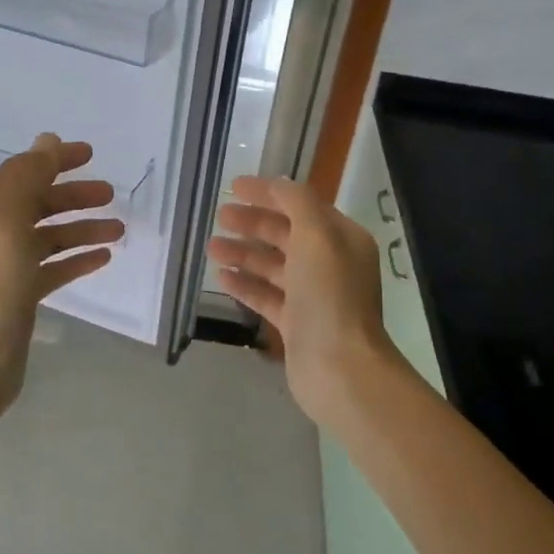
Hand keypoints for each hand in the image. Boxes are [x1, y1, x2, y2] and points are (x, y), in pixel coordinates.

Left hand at [0, 133, 124, 418]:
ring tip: (118, 229)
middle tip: (110, 194)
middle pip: (39, 203)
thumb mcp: (8, 221)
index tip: (90, 154)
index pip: (23, 172)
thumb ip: (27, 177)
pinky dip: (78, 259)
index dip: (54, 160)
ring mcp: (9, 266)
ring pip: (51, 236)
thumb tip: (47, 140)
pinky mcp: (23, 295)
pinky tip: (104, 258)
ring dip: (83, 228)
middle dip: (74, 196)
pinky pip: (55, 267)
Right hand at [206, 174, 397, 427]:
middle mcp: (330, 263)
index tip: (234, 186)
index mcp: (342, 239)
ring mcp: (313, 296)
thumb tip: (277, 185)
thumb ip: (296, 203)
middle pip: (286, 234)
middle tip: (220, 216)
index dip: (269, 193)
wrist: (340, 368)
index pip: (302, 205)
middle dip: (253, 223)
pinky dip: (246, 284)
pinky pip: (267, 296)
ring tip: (211, 247)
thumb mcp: (316, 235)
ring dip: (244, 253)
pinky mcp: (296, 324)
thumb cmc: (329, 295)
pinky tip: (221, 277)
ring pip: (273, 266)